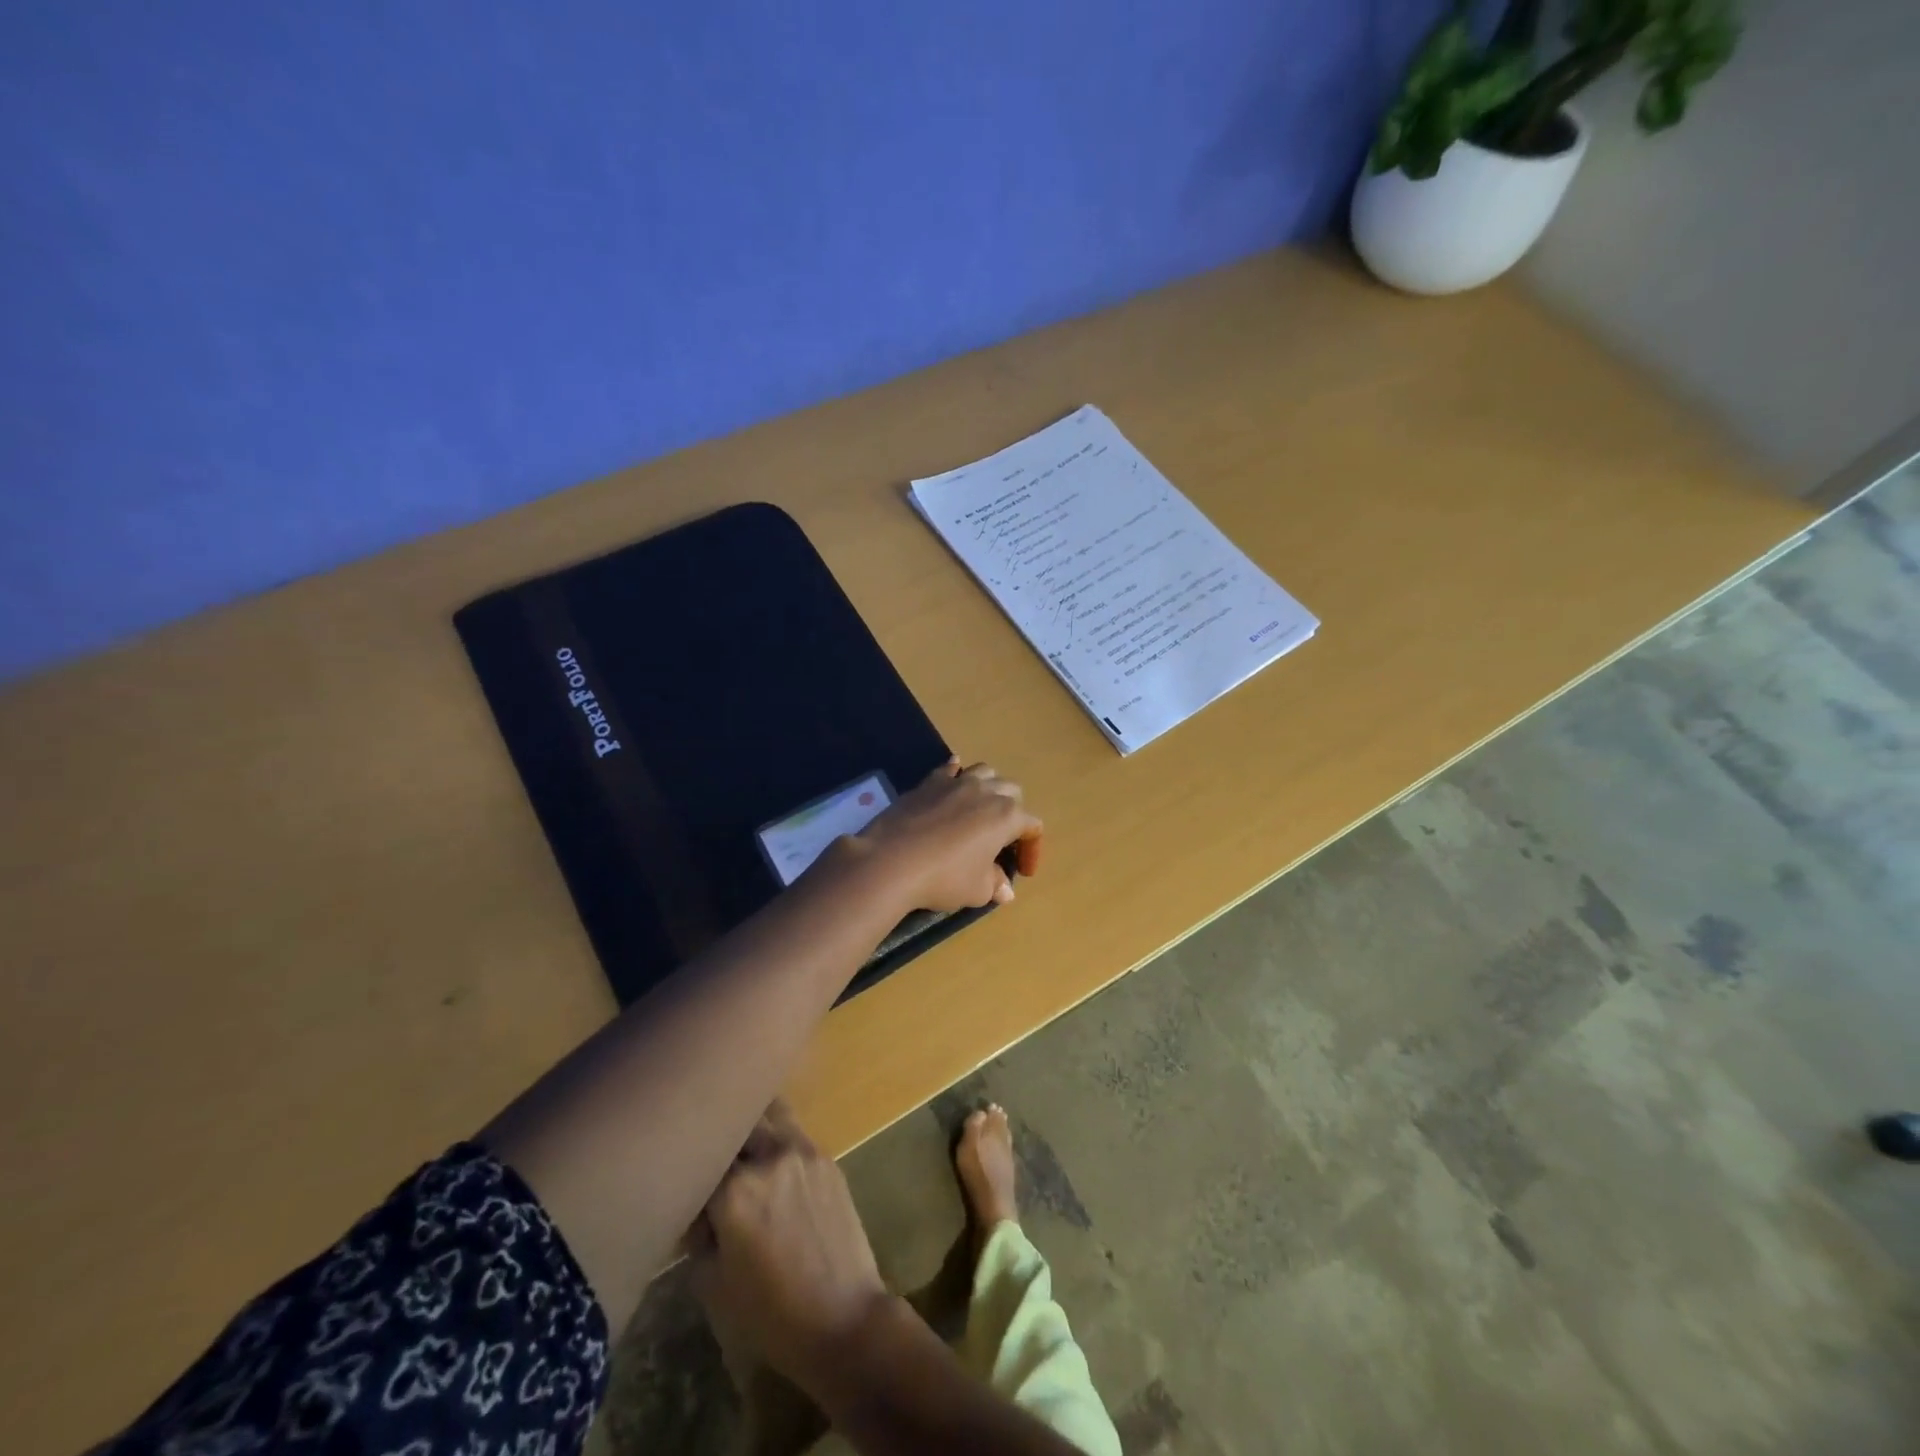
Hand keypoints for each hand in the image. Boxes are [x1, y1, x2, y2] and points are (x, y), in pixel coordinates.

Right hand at [688, 1101, 893, 1400]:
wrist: (843, 1317)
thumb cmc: (771, 1314)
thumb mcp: (714, 1284)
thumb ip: (698, 1237)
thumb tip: (698, 1213)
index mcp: (734, 1190)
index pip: (700, 1161)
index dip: (690, 1176)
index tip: (686, 1191)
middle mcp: (769, 1156)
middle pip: (736, 1124)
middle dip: (721, 1139)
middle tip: (715, 1163)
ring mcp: (803, 1151)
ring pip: (770, 1115)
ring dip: (754, 1127)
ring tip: (746, 1152)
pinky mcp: (827, 1157)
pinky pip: (794, 1134)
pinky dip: (779, 1140)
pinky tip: (775, 1166)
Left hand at [852, 760, 1042, 912]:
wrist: (891, 861)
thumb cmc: (943, 877)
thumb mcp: (976, 889)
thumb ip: (995, 884)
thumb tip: (1005, 890)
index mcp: (1006, 816)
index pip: (1032, 826)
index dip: (1032, 849)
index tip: (1023, 872)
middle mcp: (985, 791)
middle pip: (1011, 791)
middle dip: (1013, 812)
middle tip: (1002, 837)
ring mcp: (956, 783)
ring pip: (984, 772)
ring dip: (989, 788)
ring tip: (981, 808)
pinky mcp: (928, 782)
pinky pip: (949, 768)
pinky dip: (956, 772)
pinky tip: (953, 780)